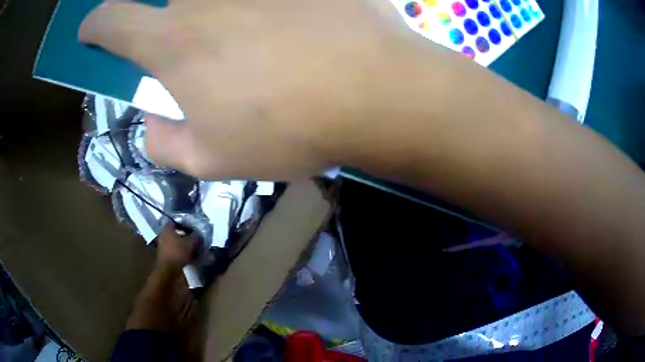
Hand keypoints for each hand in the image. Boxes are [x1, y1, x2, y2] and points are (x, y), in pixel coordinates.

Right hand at [79, 0, 442, 179]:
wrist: (374, 92)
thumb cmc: (292, 128)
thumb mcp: (215, 159)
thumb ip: (168, 143)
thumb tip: (152, 122)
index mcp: (172, 40)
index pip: (111, 21)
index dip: (95, 25)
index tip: (91, 31)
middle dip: (169, 20)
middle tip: (197, 44)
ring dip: (215, 11)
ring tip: (250, 42)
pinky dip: (265, 6)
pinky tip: (278, 20)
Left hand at [156, 224, 195, 268]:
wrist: (168, 269)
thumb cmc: (178, 252)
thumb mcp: (191, 243)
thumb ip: (196, 236)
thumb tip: (199, 234)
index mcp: (167, 227)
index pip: (177, 220)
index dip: (186, 223)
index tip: (193, 227)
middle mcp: (163, 234)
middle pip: (177, 232)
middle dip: (186, 235)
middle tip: (195, 238)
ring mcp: (163, 245)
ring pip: (176, 241)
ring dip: (184, 244)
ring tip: (194, 248)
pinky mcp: (165, 254)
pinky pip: (175, 250)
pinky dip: (182, 251)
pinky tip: (189, 256)